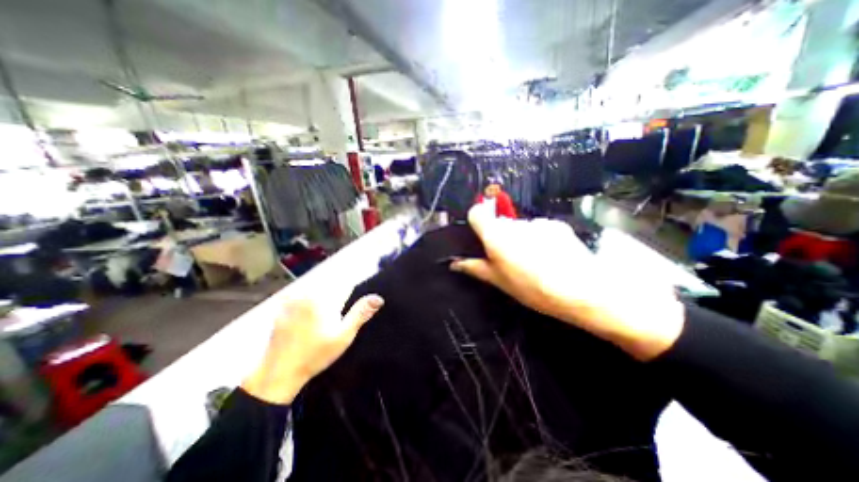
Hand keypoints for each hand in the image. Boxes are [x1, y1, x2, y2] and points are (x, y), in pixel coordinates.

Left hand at [239, 290, 384, 406]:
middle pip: (330, 283)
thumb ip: (361, 313)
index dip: (352, 289)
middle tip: (337, 316)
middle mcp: (307, 293)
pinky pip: (300, 296)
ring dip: (324, 295)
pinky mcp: (282, 308)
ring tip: (324, 318)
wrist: (277, 374)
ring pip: (315, 288)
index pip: (345, 283)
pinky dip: (308, 301)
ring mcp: (292, 300)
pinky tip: (308, 318)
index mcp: (323, 298)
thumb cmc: (315, 354)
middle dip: (338, 292)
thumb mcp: (343, 336)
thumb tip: (378, 297)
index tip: (353, 297)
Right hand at [450, 204, 685, 360]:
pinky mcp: (556, 225)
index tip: (481, 236)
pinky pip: (540, 228)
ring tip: (533, 261)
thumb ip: (475, 268)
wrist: (582, 290)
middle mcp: (514, 223)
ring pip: (521, 226)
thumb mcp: (498, 281)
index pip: (477, 212)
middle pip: (500, 221)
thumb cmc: (531, 288)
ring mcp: (537, 222)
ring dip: (521, 238)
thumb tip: (454, 263)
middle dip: (500, 235)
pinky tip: (550, 256)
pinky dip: (540, 238)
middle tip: (508, 258)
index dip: (477, 220)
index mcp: (496, 235)